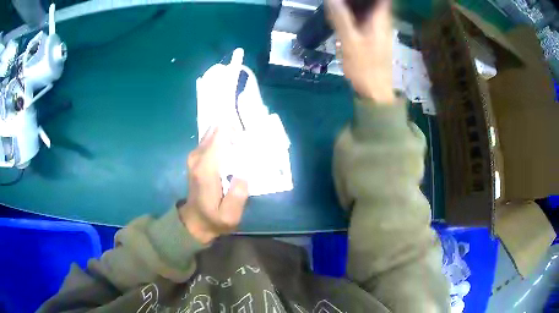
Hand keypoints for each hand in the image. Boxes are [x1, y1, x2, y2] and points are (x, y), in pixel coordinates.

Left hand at [179, 127, 248, 243]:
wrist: (194, 221)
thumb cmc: (213, 218)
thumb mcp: (230, 216)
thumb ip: (238, 196)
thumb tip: (244, 174)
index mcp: (206, 168)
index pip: (220, 135)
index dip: (236, 131)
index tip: (249, 139)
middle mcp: (197, 157)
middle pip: (216, 129)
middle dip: (234, 131)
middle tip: (247, 143)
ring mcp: (194, 155)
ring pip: (213, 132)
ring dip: (228, 135)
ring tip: (242, 147)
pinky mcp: (195, 157)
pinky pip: (210, 139)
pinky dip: (222, 140)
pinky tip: (232, 150)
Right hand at [327, 0, 393, 102]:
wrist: (374, 90)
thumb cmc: (365, 66)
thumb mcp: (350, 40)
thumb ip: (340, 17)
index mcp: (380, 19)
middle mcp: (383, 21)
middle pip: (375, 2)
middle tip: (342, 0)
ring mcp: (379, 29)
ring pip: (370, 8)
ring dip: (356, 4)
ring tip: (339, 3)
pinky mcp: (374, 36)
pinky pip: (366, 17)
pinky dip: (356, 12)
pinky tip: (343, 12)